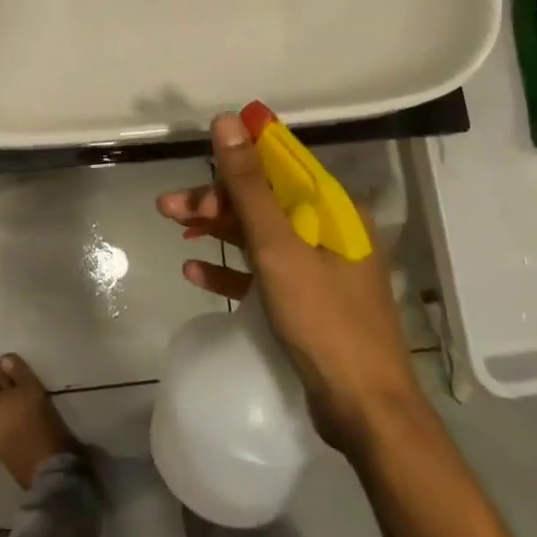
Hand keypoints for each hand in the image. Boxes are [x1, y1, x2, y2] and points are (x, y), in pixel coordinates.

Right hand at [158, 113, 426, 452]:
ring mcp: (319, 267)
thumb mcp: (279, 248)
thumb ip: (250, 186)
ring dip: (217, 229)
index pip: (281, 165)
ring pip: (259, 234)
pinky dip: (231, 269)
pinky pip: (262, 273)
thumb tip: (228, 121)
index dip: (239, 157)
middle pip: (264, 200)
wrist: (367, 415)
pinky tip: (195, 270)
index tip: (199, 156)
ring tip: (173, 227)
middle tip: (169, 206)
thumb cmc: (325, 321)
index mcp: (334, 209)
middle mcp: (330, 230)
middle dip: (216, 200)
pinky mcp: (306, 301)